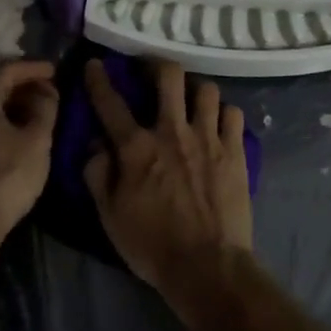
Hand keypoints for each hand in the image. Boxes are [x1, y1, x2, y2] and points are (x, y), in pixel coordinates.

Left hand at [0, 60, 58, 248]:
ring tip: (36, 111)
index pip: (6, 70)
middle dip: (21, 84)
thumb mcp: (36, 141)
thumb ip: (45, 108)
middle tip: (47, 89)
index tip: (55, 70)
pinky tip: (16, 133)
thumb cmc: (5, 177)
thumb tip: (46, 90)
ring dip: (10, 104)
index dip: (33, 67)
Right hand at [82, 59, 252, 298]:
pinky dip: (224, 113)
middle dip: (156, 64)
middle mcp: (172, 132)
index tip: (95, 64)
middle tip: (151, 70)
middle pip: (168, 76)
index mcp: (137, 147)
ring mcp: (208, 138)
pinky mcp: (235, 151)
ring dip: (194, 90)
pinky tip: (218, 122)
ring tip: (189, 99)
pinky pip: (233, 114)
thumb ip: (98, 174)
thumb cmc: (152, 244)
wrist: (207, 266)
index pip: (110, 103)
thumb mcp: (110, 215)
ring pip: (206, 89)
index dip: (99, 79)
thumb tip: (95, 144)